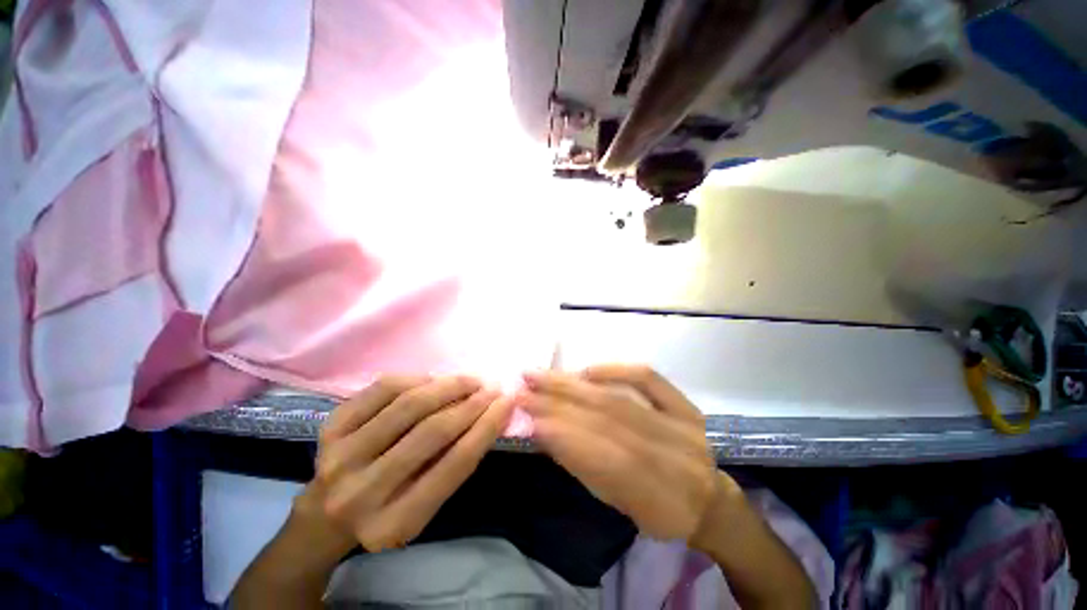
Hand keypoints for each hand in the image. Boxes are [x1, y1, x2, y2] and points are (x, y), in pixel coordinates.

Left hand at [313, 375, 513, 551]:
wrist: (325, 514)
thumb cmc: (388, 510)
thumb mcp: (426, 505)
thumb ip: (455, 464)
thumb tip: (490, 414)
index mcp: (394, 523)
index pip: (455, 465)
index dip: (487, 427)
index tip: (507, 402)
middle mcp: (361, 493)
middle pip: (432, 431)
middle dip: (471, 403)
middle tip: (491, 388)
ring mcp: (339, 456)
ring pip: (408, 404)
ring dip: (448, 385)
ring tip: (469, 380)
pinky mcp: (330, 427)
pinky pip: (383, 388)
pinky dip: (417, 378)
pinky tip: (434, 379)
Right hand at [520, 365, 720, 542]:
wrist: (710, 500)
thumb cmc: (656, 510)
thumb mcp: (617, 504)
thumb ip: (583, 466)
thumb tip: (545, 430)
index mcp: (656, 497)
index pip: (598, 456)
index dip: (559, 433)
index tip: (524, 414)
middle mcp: (672, 458)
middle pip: (605, 420)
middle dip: (557, 400)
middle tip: (524, 386)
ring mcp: (683, 427)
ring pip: (619, 399)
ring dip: (574, 384)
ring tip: (541, 374)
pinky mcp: (687, 407)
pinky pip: (650, 380)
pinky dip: (616, 370)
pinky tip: (587, 370)